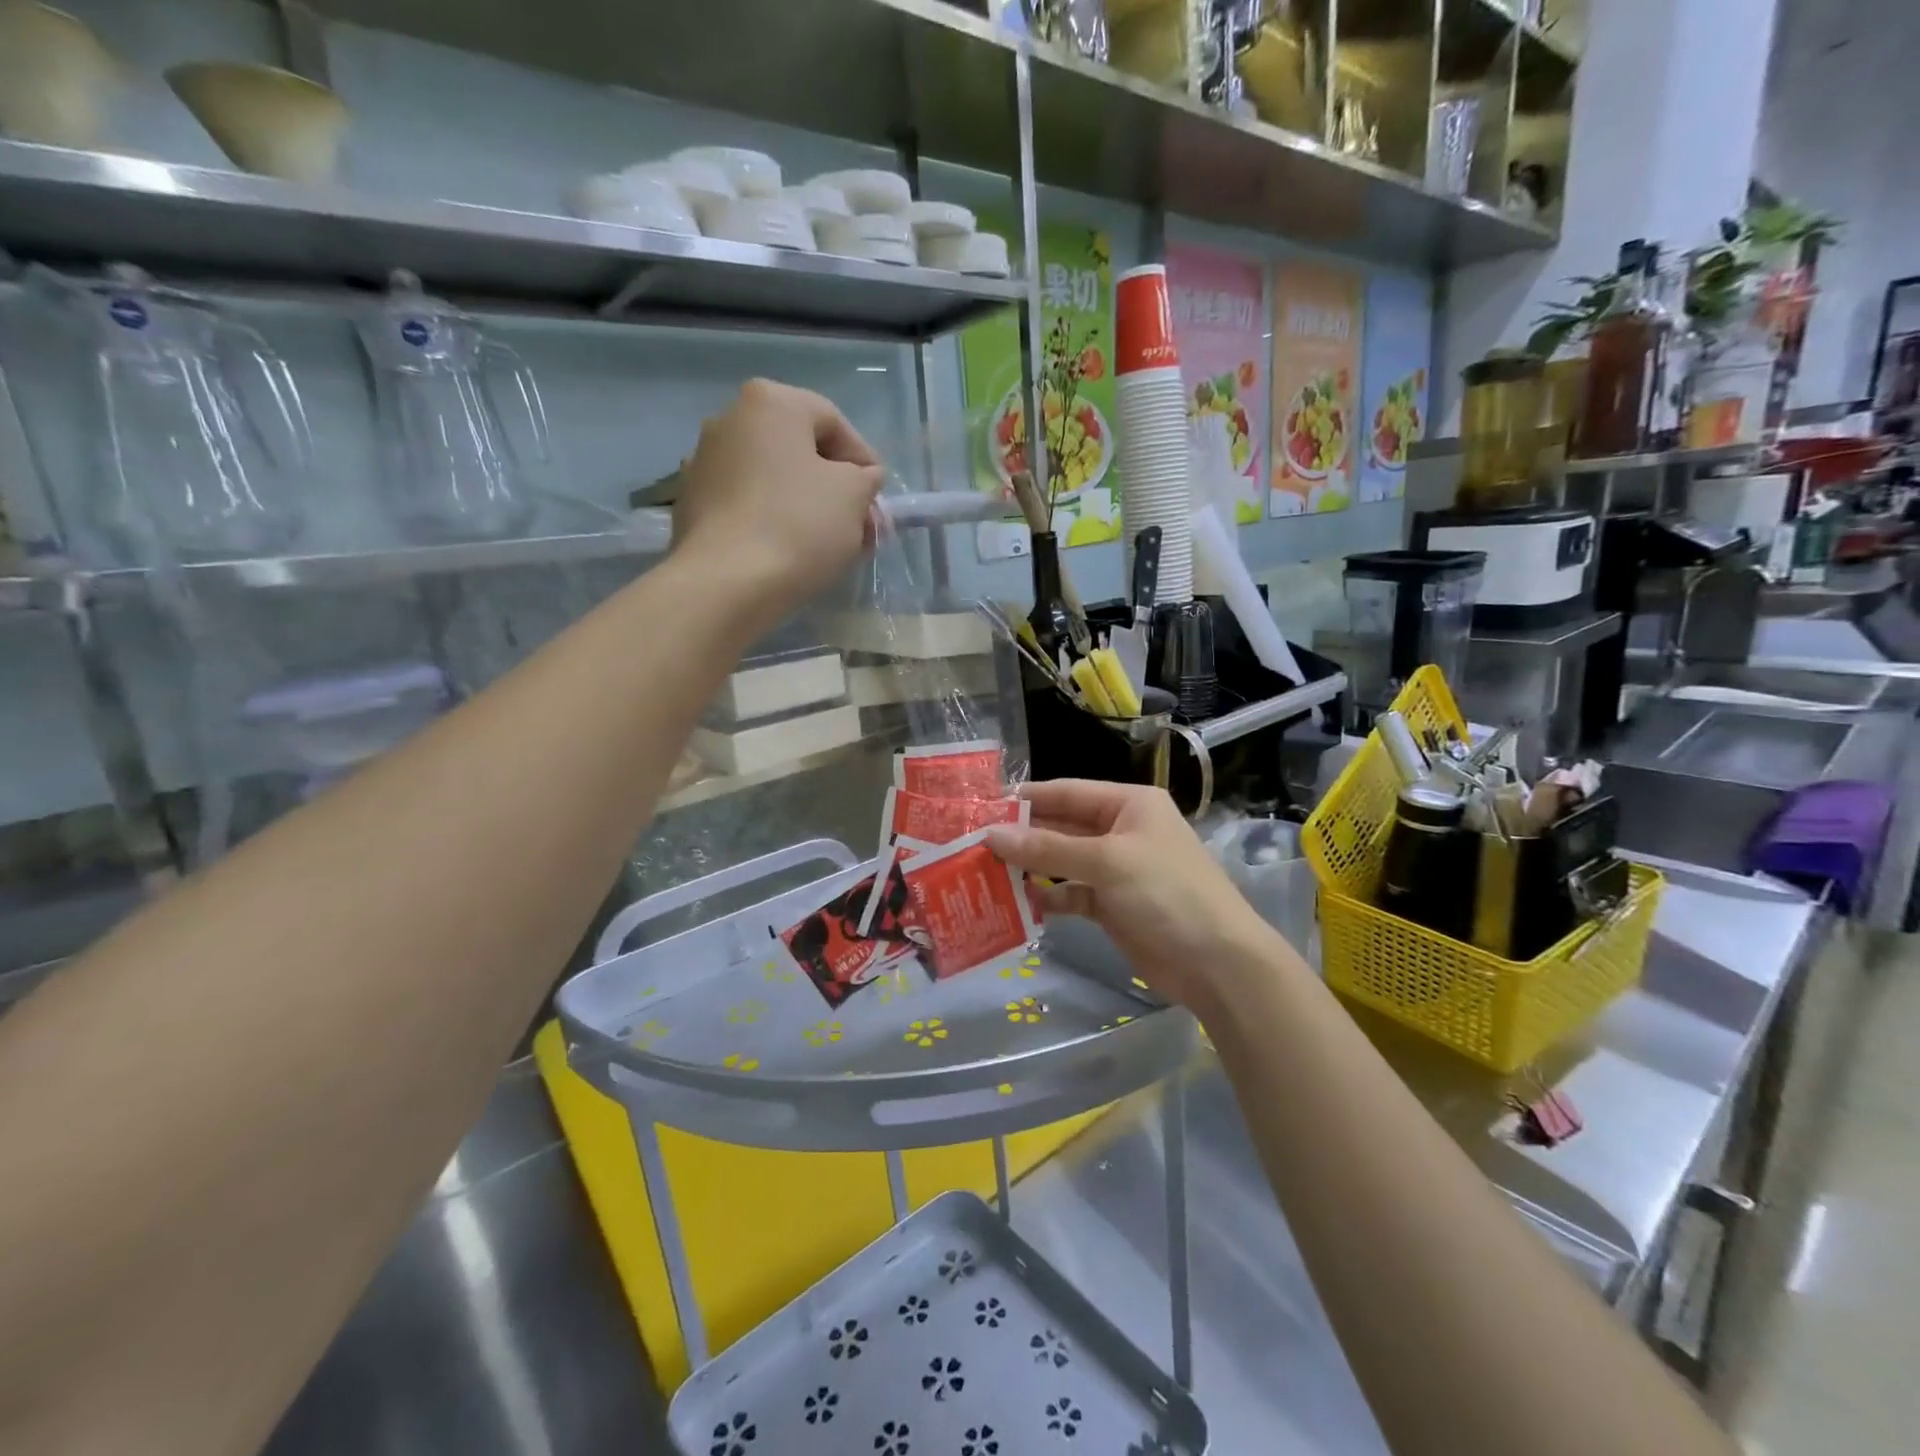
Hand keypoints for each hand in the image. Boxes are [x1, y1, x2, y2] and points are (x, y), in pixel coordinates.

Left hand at [673, 379, 884, 620]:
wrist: (726, 582)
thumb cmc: (798, 524)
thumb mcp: (854, 495)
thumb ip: (866, 478)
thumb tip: (862, 477)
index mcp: (770, 402)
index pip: (833, 421)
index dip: (863, 459)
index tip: (877, 496)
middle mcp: (729, 419)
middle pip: (798, 449)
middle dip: (834, 485)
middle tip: (858, 522)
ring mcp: (704, 462)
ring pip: (772, 478)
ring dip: (804, 503)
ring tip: (828, 543)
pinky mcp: (692, 504)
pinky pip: (747, 503)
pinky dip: (772, 519)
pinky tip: (790, 551)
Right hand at [987, 780, 1285, 1009]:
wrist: (1216, 963)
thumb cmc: (1166, 893)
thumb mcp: (1106, 862)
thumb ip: (1047, 849)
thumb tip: (991, 836)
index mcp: (1129, 804)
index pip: (1068, 792)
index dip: (1027, 799)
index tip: (983, 808)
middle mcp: (1121, 830)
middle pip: (1063, 827)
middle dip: (1024, 836)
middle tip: (975, 845)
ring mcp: (1117, 870)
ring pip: (1063, 862)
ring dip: (1031, 868)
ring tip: (987, 873)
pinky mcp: (1112, 905)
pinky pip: (1072, 894)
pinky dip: (1049, 898)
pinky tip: (1021, 904)